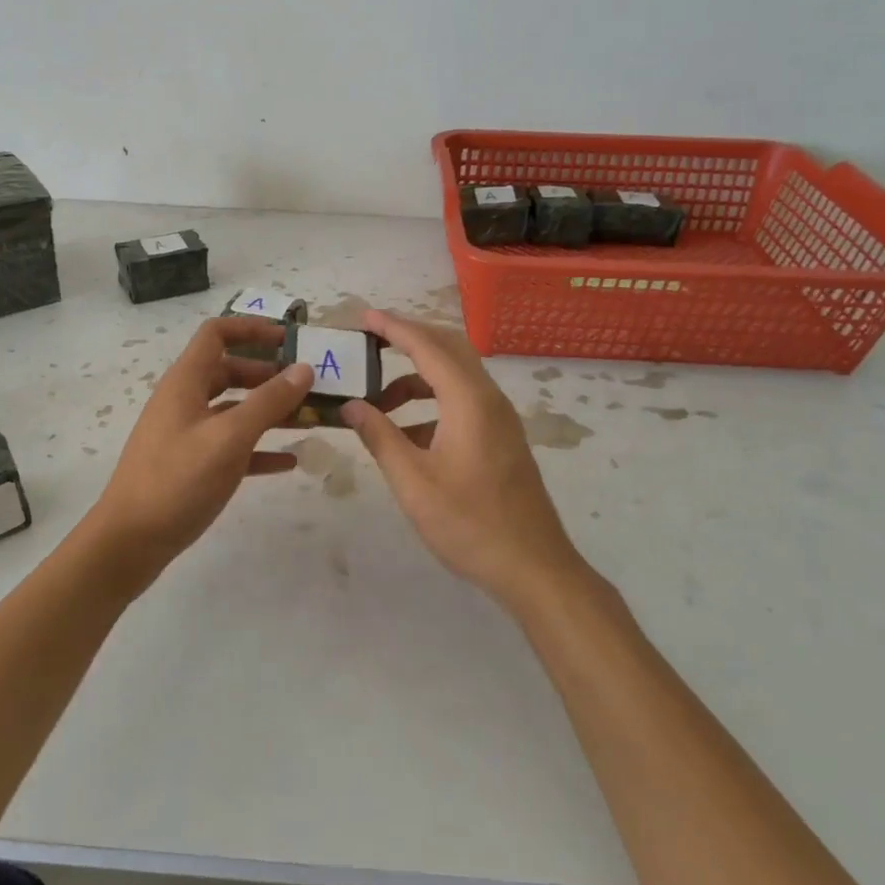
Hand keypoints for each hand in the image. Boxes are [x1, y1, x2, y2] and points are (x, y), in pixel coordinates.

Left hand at [90, 317, 312, 587]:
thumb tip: (304, 369)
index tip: (291, 339)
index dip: (253, 329)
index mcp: (186, 382)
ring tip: (309, 419)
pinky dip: (259, 448)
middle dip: (270, 374)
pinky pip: (232, 446)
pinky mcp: (192, 466)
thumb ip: (268, 402)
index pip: (217, 334)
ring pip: (234, 410)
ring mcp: (187, 434)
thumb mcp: (229, 438)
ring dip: (270, 411)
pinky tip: (289, 461)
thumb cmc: (177, 481)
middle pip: (230, 371)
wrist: (129, 542)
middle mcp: (185, 401)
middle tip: (309, 384)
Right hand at [341, 310, 589, 613]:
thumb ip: (380, 437)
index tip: (363, 317)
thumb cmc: (469, 524)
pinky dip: (432, 402)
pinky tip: (406, 432)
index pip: (427, 347)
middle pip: (448, 349)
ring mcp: (499, 419)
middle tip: (369, 344)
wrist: (533, 566)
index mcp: (469, 401)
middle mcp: (488, 399)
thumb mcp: (413, 482)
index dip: (394, 328)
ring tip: (377, 400)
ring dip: (417, 377)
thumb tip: (351, 406)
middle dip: (408, 340)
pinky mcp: (501, 438)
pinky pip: (463, 401)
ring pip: (456, 376)